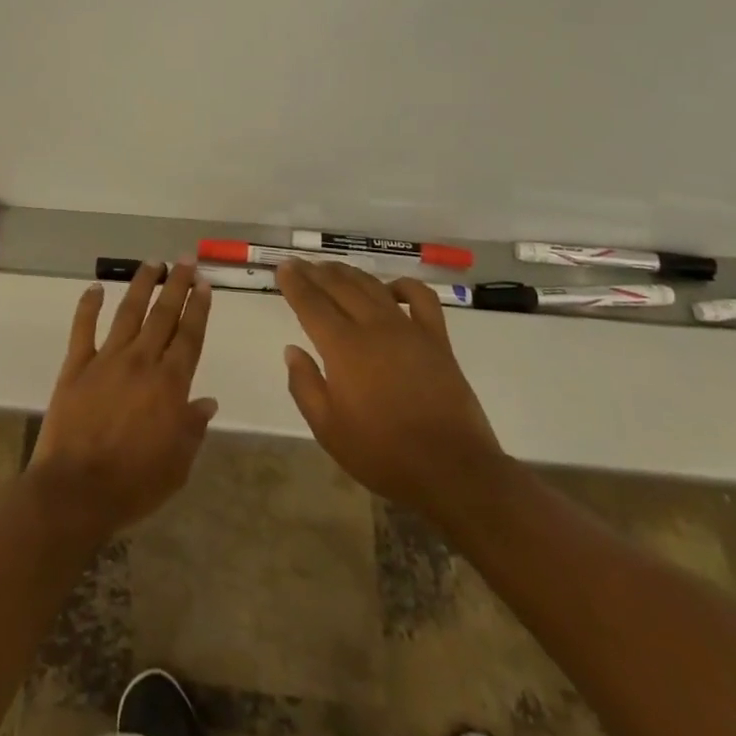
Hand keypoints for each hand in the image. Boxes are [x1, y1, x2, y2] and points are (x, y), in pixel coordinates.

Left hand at [27, 262, 217, 544]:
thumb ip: (192, 428)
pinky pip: (83, 328)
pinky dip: (88, 305)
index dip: (198, 308)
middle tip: (185, 260)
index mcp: (170, 384)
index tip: (203, 284)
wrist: (77, 490)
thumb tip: (206, 401)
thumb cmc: (134, 484)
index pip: (189, 336)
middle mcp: (141, 361)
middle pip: (163, 315)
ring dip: (141, 285)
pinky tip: (94, 288)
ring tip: (152, 263)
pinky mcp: (76, 365)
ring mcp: (107, 359)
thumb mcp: (177, 465)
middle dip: (176, 284)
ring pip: (128, 311)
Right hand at [277, 259, 506, 519]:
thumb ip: (304, 386)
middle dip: (316, 272)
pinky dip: (404, 286)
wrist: (452, 471)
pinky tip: (391, 289)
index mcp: (343, 348)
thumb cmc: (383, 453)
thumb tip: (292, 350)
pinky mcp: (437, 340)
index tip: (283, 268)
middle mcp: (373, 327)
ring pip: (372, 287)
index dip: (295, 283)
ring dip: (349, 273)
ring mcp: (408, 330)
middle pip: (339, 287)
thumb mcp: (328, 429)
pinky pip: (421, 298)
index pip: (311, 303)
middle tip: (301, 265)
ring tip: (333, 269)